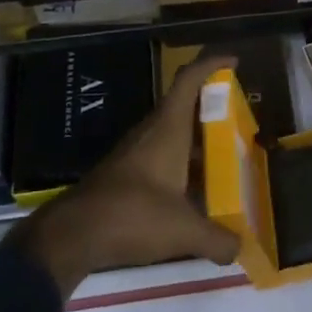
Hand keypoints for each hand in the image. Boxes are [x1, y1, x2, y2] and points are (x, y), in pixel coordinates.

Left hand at [11, 56, 242, 298]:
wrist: (71, 236)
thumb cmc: (132, 216)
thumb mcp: (183, 231)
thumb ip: (216, 239)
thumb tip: (239, 250)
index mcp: (168, 129)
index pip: (189, 80)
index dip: (212, 63)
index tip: (234, 61)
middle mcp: (151, 132)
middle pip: (184, 106)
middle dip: (212, 109)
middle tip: (240, 123)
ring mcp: (134, 152)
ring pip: (172, 134)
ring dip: (196, 141)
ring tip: (224, 160)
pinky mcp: (123, 174)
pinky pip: (160, 157)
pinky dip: (180, 166)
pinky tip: (194, 194)